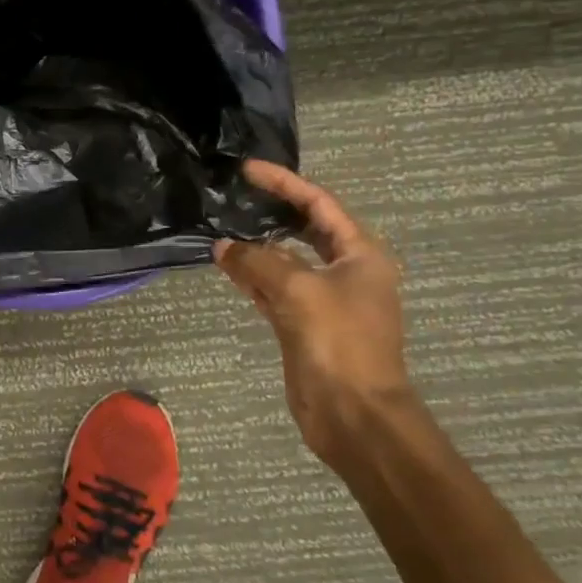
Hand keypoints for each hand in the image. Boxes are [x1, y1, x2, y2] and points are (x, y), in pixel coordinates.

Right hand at [214, 161, 414, 466]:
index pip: (319, 204)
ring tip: (220, 228)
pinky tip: (226, 265)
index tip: (248, 170)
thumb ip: (258, 261)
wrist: (353, 412)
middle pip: (304, 230)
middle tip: (232, 196)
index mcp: (360, 254)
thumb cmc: (338, 342)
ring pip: (285, 261)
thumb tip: (223, 246)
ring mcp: (324, 299)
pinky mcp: (304, 324)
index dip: (284, 183)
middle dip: (270, 212)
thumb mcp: (298, 290)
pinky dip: (252, 277)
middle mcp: (345, 271)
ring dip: (256, 247)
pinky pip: (274, 289)